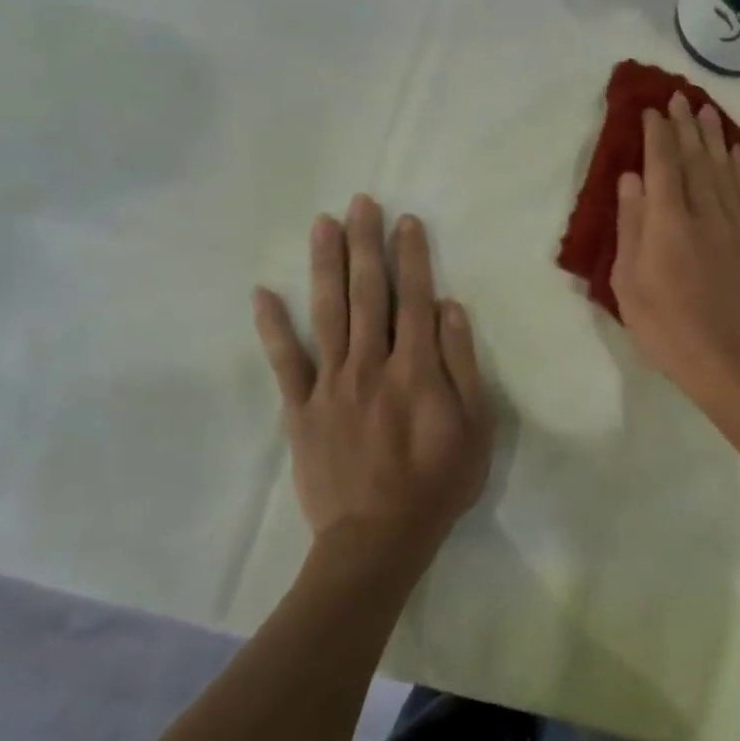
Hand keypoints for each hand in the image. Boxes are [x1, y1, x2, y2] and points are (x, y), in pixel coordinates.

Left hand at [253, 197, 493, 558]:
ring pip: (327, 313)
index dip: (412, 256)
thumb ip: (461, 364)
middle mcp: (371, 364)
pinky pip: (284, 362)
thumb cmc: (438, 482)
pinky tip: (264, 293)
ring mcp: (331, 385)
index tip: (406, 221)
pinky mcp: (301, 409)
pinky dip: (273, 327)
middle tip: (361, 202)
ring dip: (326, 265)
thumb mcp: (475, 426)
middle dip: (365, 244)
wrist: (378, 538)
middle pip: (367, 293)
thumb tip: (449, 307)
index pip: (414, 298)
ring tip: (323, 224)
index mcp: (416, 368)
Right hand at [611, 91, 739, 395]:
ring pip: (723, 171)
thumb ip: (631, 226)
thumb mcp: (628, 281)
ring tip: (707, 111)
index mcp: (668, 224)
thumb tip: (631, 179)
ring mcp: (733, 226)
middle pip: (695, 160)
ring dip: (714, 138)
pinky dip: (739, 169)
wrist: (723, 357)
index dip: (657, 136)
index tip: (652, 111)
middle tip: (680, 98)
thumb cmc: (664, 325)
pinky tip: (735, 153)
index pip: (663, 166)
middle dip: (686, 127)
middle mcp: (704, 214)